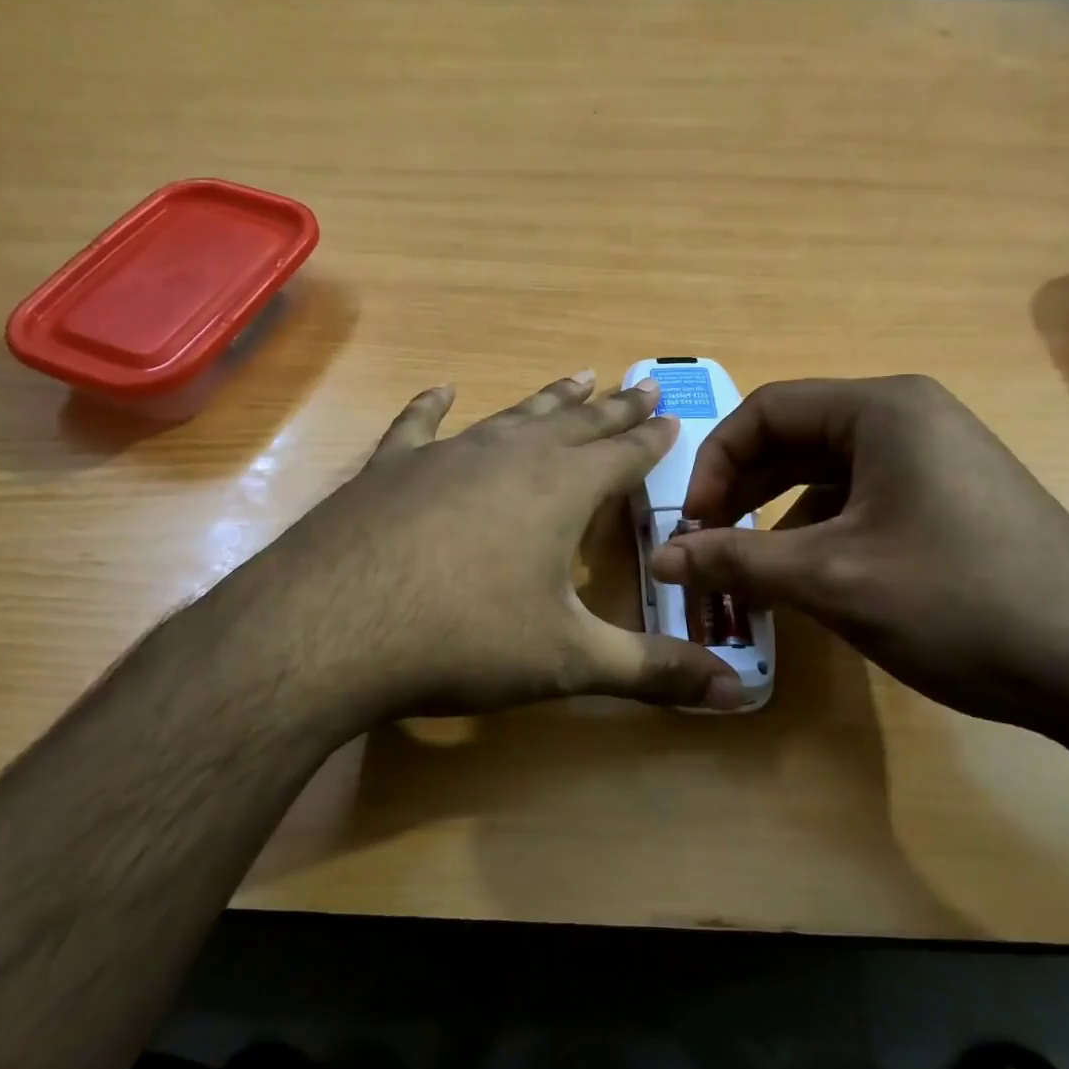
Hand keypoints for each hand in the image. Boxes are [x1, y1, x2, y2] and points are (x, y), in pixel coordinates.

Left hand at [217, 373, 746, 729]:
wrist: (333, 628)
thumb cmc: (465, 641)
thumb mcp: (569, 662)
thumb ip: (653, 672)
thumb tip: (734, 692)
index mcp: (560, 490)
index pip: (622, 455)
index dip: (650, 439)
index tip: (670, 416)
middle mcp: (509, 456)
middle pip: (576, 423)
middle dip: (613, 408)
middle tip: (641, 385)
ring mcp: (445, 455)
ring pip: (512, 416)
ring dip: (548, 399)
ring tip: (578, 376)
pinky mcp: (390, 469)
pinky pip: (419, 425)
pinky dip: (433, 406)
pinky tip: (443, 389)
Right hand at [649, 375, 1068, 733]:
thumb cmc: (957, 602)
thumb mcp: (830, 579)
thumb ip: (736, 560)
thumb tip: (661, 559)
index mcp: (882, 409)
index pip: (766, 410)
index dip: (716, 463)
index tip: (694, 523)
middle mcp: (910, 417)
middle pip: (795, 437)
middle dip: (743, 489)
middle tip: (711, 544)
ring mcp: (937, 457)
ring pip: (827, 471)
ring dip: (777, 513)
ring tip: (750, 567)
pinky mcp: (952, 497)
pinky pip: (863, 496)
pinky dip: (820, 528)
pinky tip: (808, 575)